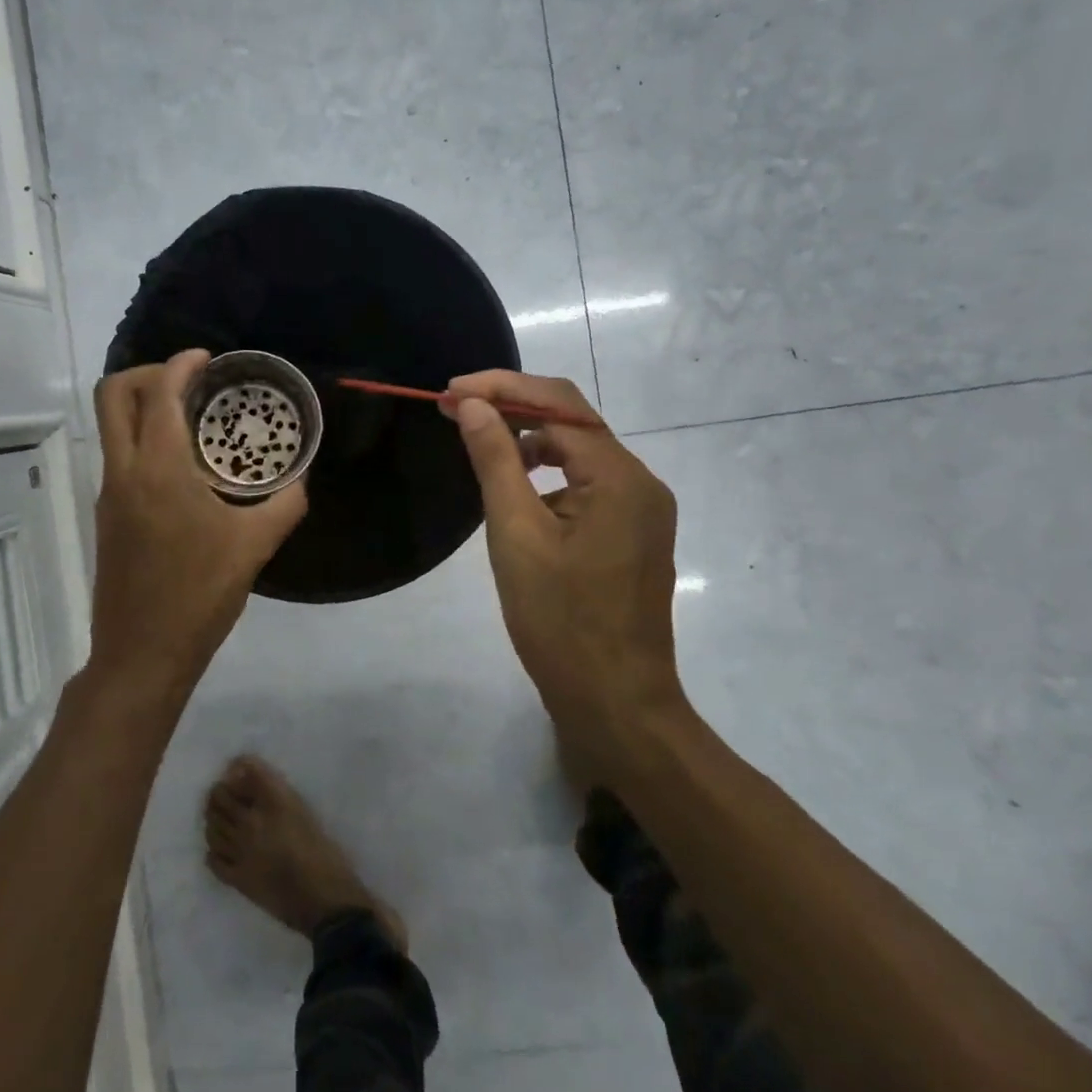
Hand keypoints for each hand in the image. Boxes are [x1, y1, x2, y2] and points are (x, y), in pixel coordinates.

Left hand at [88, 350, 307, 699]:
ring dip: (144, 406)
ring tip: (192, 420)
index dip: (181, 364)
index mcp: (158, 468)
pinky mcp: (107, 516)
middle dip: (149, 373)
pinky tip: (183, 466)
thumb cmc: (199, 594)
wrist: (143, 653)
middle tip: (190, 382)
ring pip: (112, 426)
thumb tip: (301, 480)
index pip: (159, 392)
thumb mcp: (255, 546)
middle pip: (114, 395)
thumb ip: (285, 504)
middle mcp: (124, 471)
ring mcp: (109, 494)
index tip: (208, 359)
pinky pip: (119, 455)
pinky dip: (143, 439)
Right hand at [446, 370, 684, 742]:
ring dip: (530, 440)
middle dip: (513, 407)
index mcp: (619, 477)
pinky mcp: (634, 533)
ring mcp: (642, 509)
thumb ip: (496, 460)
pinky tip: (518, 492)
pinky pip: (588, 483)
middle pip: (573, 421)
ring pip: (580, 452)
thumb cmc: (560, 622)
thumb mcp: (516, 535)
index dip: (501, 389)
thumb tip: (472, 404)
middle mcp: (641, 482)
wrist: (616, 703)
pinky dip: (550, 474)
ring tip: (481, 444)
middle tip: (455, 409)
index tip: (449, 392)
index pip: (557, 405)